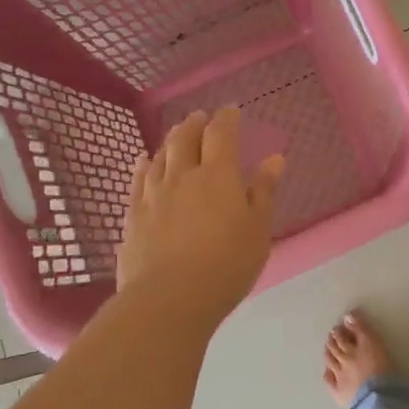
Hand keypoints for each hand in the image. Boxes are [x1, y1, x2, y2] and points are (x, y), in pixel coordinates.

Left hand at [116, 108, 284, 320]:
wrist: (170, 298)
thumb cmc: (227, 264)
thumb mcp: (258, 229)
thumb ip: (264, 191)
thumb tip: (274, 158)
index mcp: (219, 176)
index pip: (222, 134)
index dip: (227, 119)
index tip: (232, 110)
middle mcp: (183, 176)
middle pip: (186, 139)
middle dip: (195, 124)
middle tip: (201, 117)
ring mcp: (154, 194)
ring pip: (161, 156)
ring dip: (171, 140)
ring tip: (177, 134)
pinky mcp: (133, 215)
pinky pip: (138, 180)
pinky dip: (143, 164)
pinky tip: (144, 161)